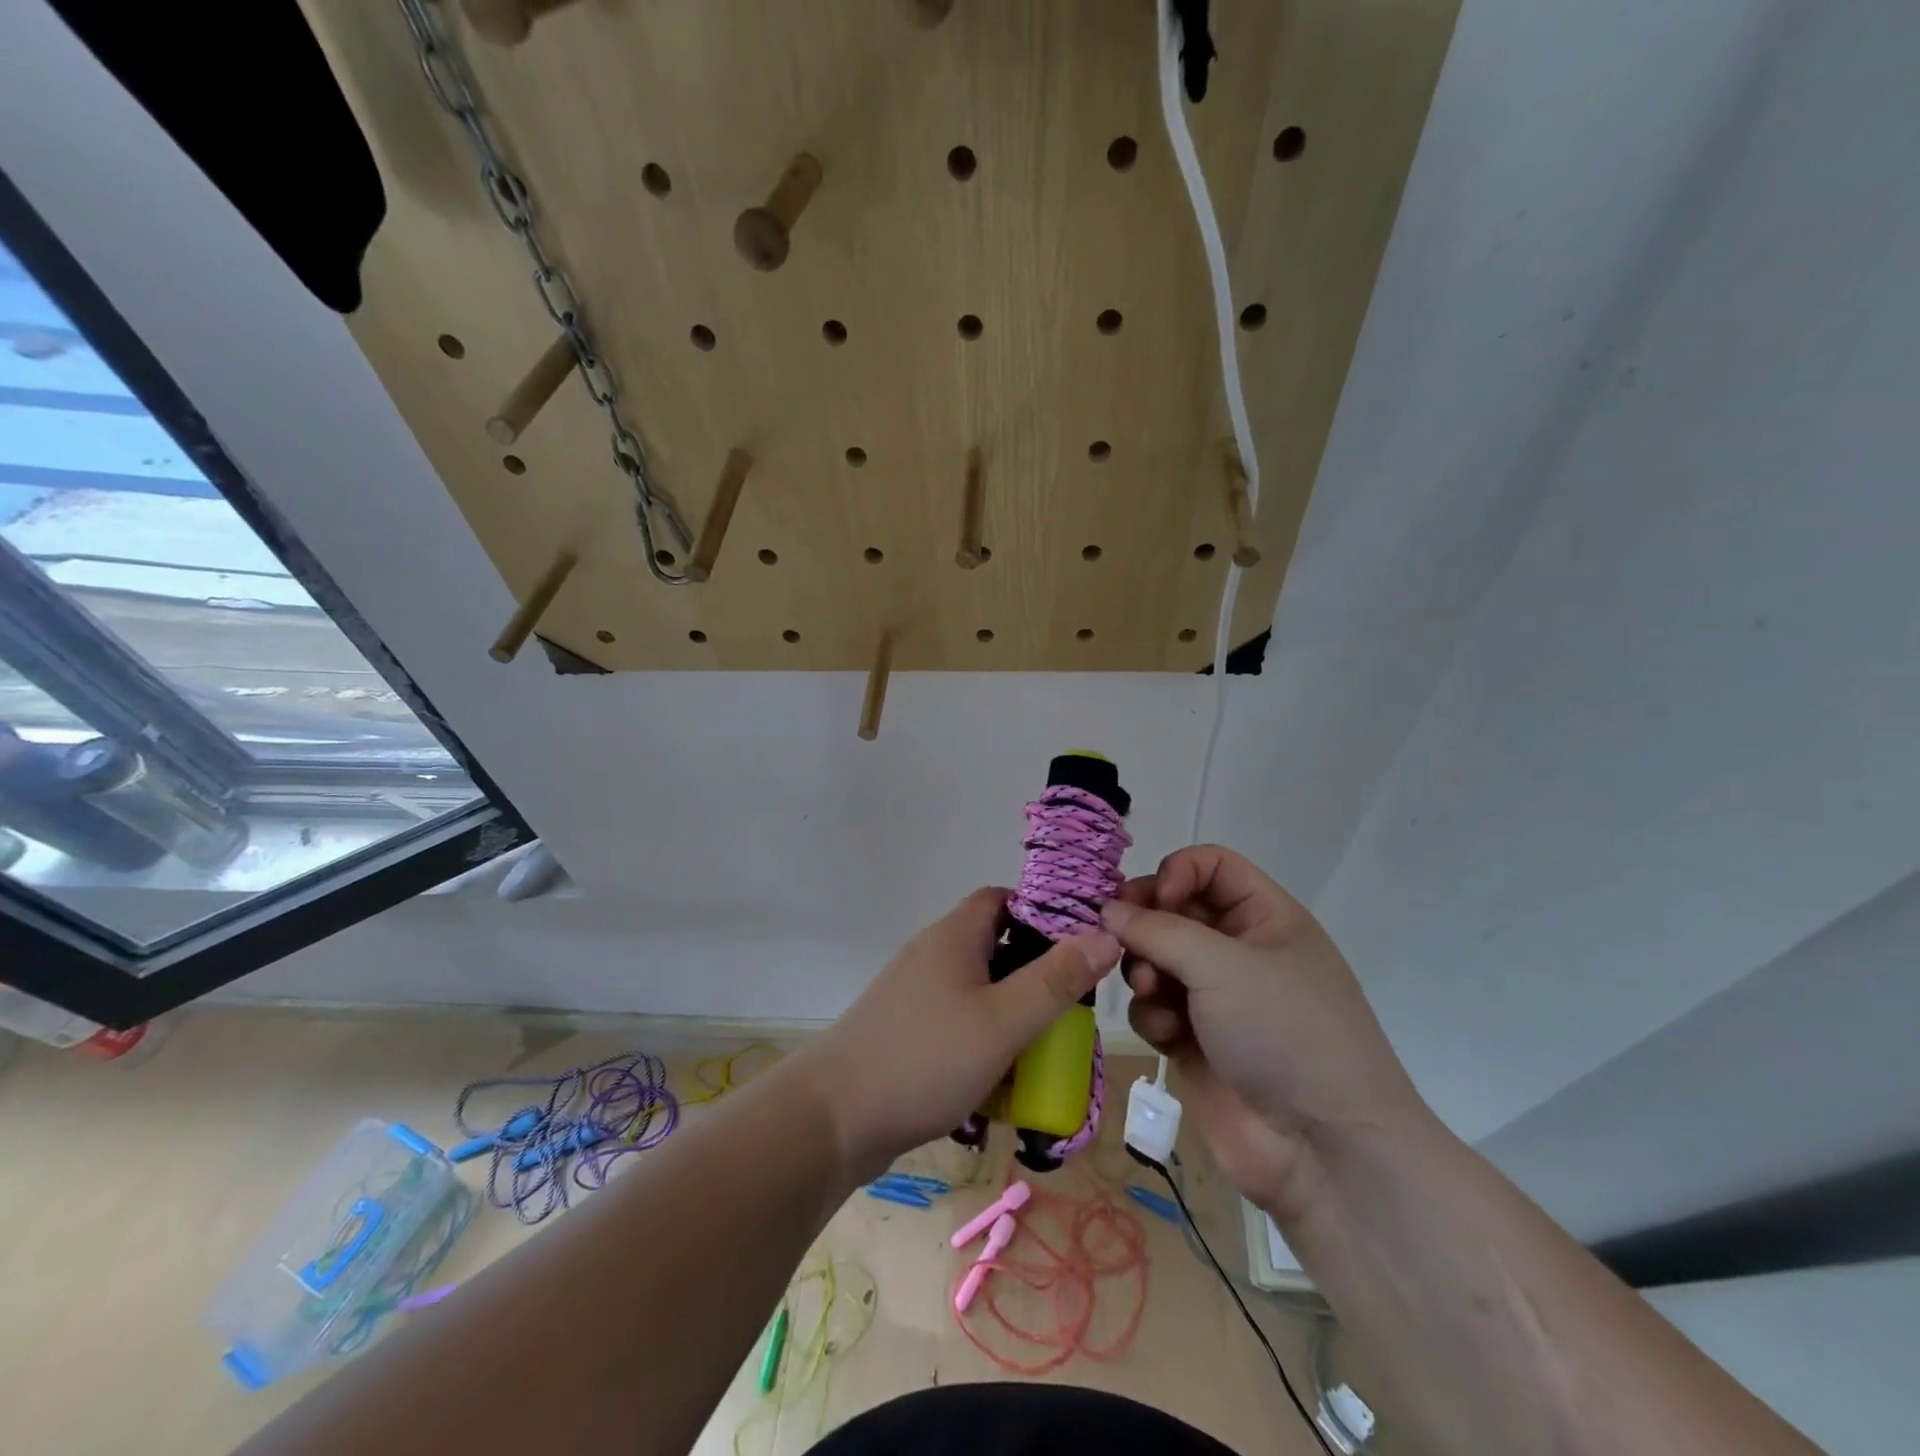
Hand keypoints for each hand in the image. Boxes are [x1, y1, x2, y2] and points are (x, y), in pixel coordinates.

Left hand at [798, 888, 1118, 1182]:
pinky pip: (956, 1022)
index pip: (1003, 899)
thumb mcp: (1002, 1021)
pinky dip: (982, 1040)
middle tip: (1070, 1010)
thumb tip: (1106, 934)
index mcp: (954, 935)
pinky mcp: (904, 1030)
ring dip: (1010, 1014)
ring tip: (1043, 1050)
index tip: (1079, 947)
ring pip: (977, 990)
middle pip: (994, 946)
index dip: (1042, 913)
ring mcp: (914, 994)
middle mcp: (932, 954)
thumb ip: (1056, 980)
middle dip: (1034, 974)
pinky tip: (998, 1080)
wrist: (831, 1119)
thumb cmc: (924, 1059)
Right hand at [1103, 846, 1430, 1221]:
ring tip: (1151, 991)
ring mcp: (1218, 998)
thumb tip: (1109, 911)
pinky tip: (1167, 1036)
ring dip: (1145, 970)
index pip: (1210, 866)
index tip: (1151, 902)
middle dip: (1146, 924)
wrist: (1324, 1151)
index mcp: (1266, 918)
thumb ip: (1158, 929)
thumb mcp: (1223, 965)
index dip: (1175, 873)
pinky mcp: (1195, 1040)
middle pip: (1175, 911)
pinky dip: (1153, 1015)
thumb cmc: (1285, 1033)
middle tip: (1119, 937)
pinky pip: (1155, 1006)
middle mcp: (1241, 951)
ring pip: (1157, 959)